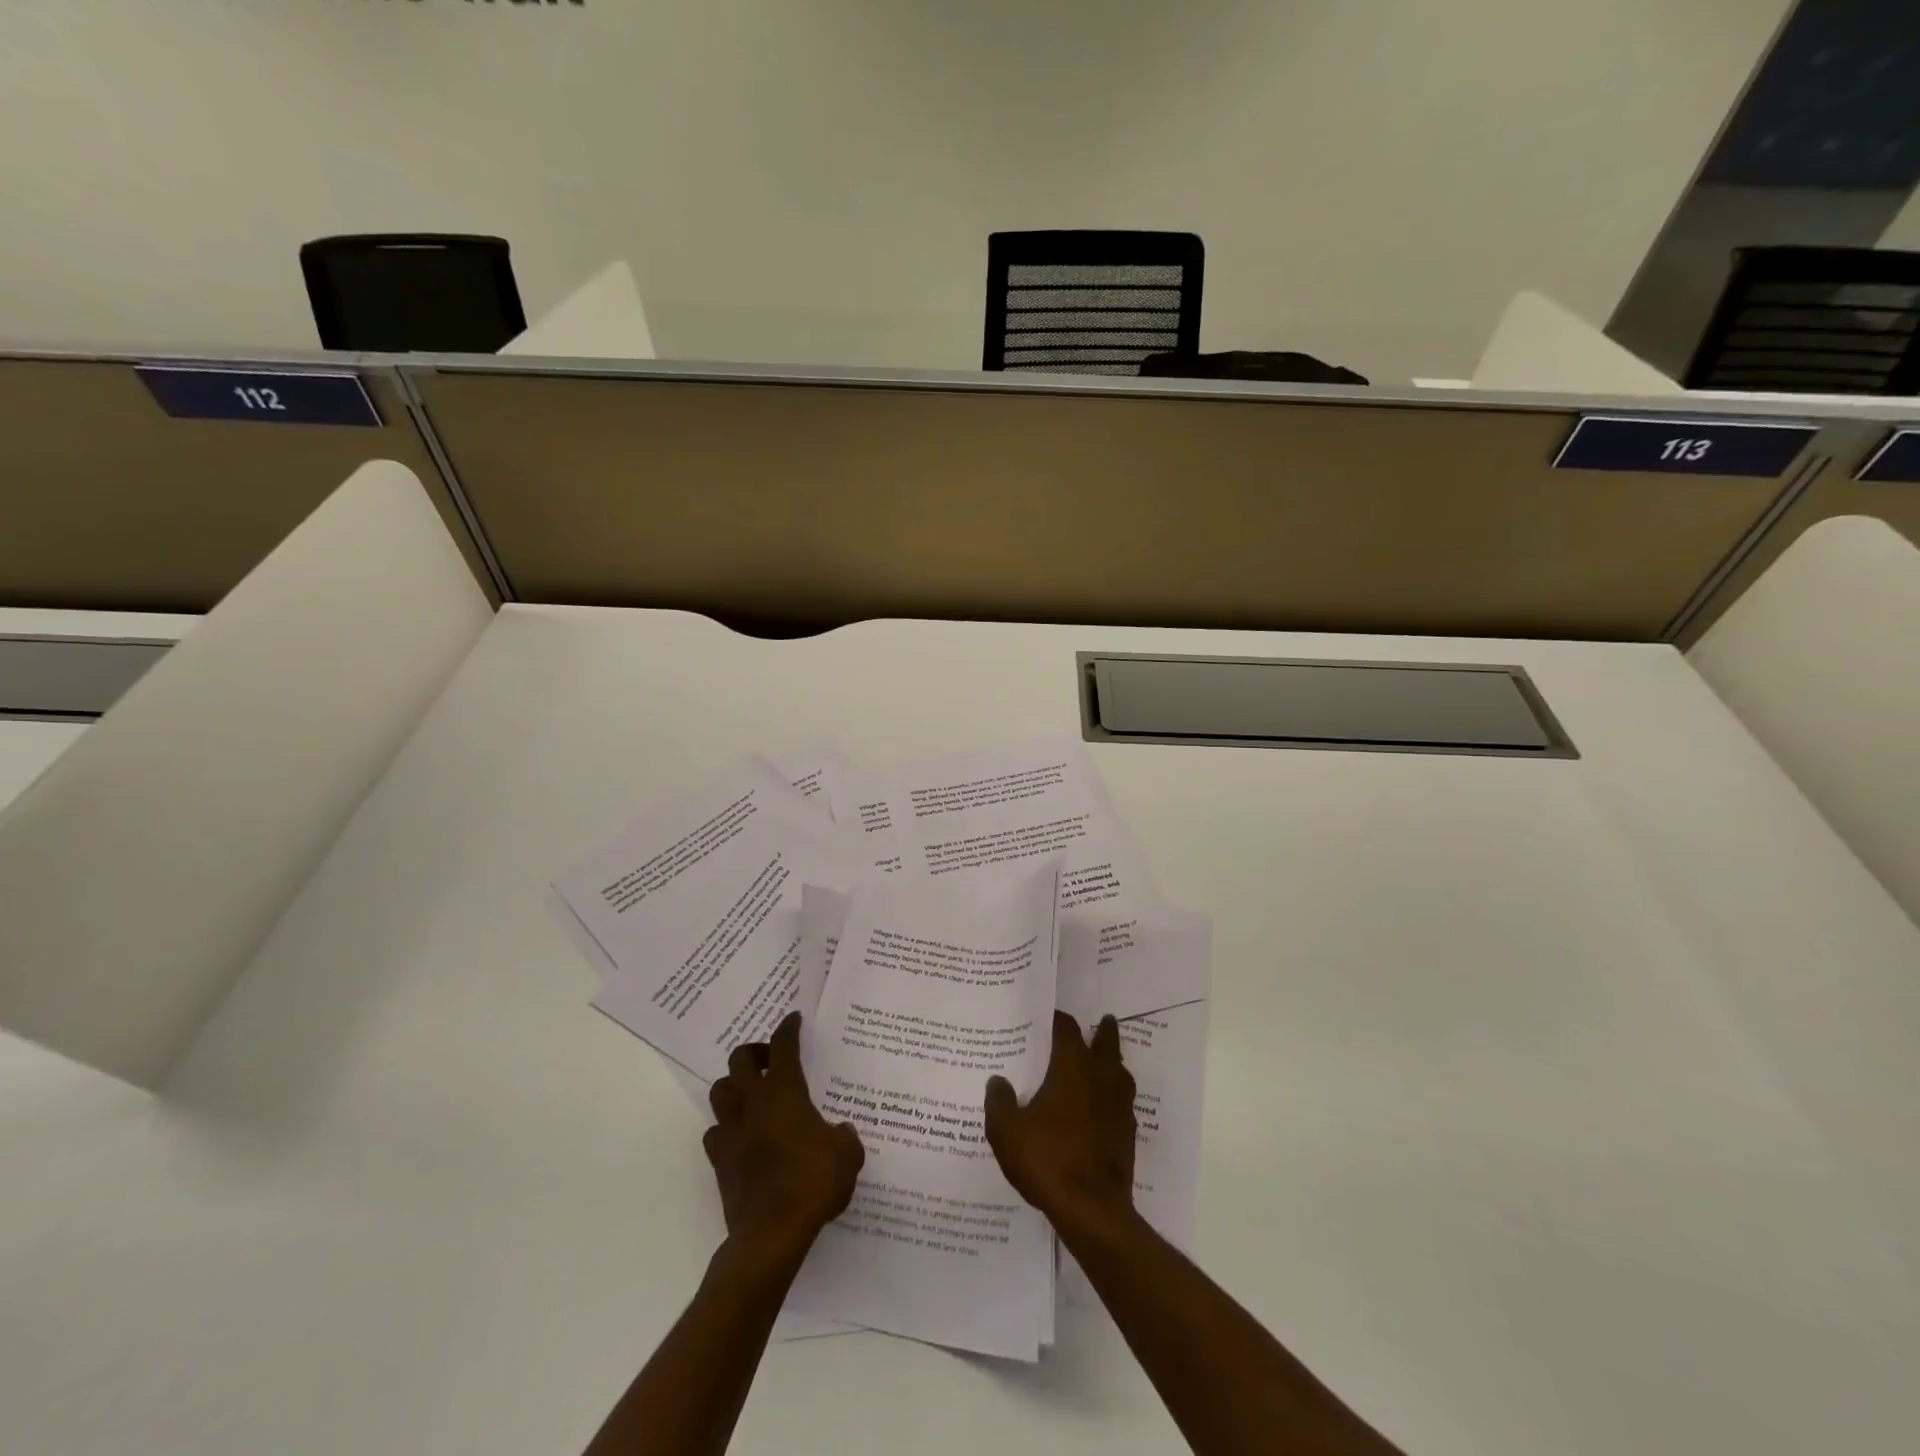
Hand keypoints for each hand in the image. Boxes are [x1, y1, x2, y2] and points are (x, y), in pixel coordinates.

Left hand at [704, 1012, 864, 1260]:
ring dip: (735, 1086)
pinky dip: (727, 1127)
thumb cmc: (813, 1182)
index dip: (788, 1028)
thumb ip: (844, 1136)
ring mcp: (731, 1130)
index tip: (793, 1019)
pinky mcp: (719, 1159)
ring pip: (720, 1091)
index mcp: (785, 1091)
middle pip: (740, 1059)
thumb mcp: (847, 1155)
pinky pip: (715, 1131)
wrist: (771, 1233)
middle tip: (772, 1060)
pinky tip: (742, 1136)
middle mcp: (752, 1102)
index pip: (783, 1045)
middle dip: (755, 1052)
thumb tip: (840, 1132)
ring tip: (753, 1094)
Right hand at [984, 1010, 1136, 1227]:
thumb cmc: (1047, 1160)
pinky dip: (1114, 1096)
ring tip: (1104, 1062)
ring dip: (1113, 1062)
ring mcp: (1120, 1105)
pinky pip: (1123, 1102)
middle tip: (1102, 1021)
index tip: (1048, 1017)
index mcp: (1072, 1066)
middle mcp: (1101, 1076)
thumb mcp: (1007, 1131)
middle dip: (1103, 1030)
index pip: (1067, 1028)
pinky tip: (1103, 1108)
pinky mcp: (1128, 1132)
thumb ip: (999, 1102)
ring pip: (1120, 1071)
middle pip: (1107, 1042)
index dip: (1057, 1019)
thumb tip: (997, 1081)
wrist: (1092, 1210)